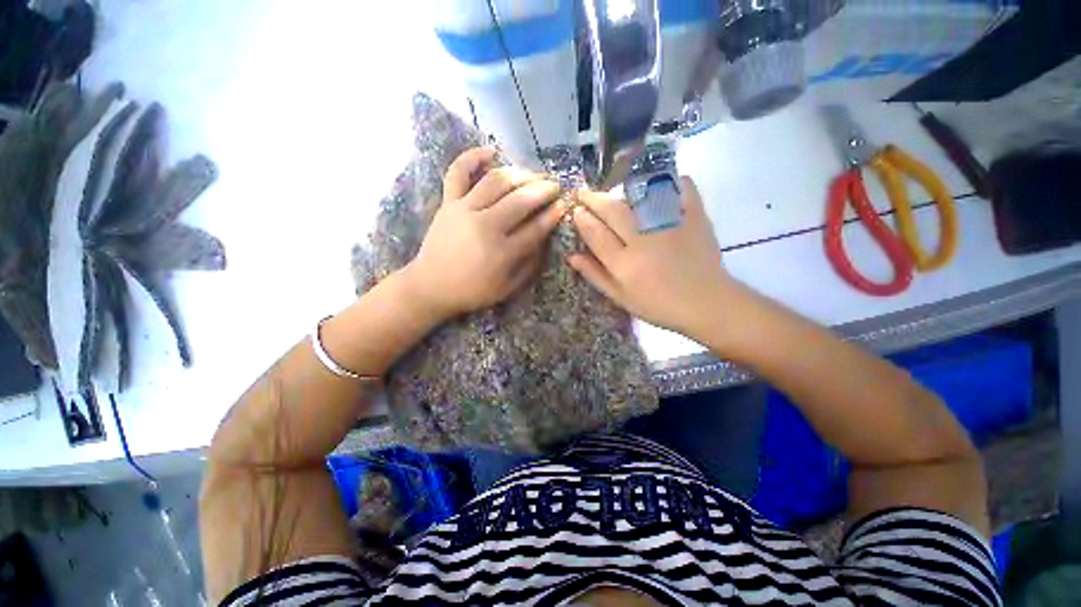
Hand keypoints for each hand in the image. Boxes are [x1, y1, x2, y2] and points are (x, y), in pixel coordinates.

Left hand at [401, 148, 563, 320]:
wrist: (431, 286)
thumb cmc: (472, 290)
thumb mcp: (507, 288)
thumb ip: (529, 265)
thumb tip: (545, 240)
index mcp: (502, 252)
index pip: (535, 228)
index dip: (553, 215)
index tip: (564, 205)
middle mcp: (485, 226)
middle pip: (520, 200)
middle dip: (543, 189)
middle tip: (554, 186)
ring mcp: (464, 210)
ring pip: (496, 181)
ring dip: (520, 173)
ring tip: (533, 174)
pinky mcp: (448, 203)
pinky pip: (457, 173)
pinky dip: (471, 157)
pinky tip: (490, 151)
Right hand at [568, 178, 734, 335]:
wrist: (706, 304)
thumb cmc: (658, 306)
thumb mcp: (621, 297)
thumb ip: (596, 275)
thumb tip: (572, 256)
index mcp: (625, 265)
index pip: (596, 234)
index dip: (583, 219)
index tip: (576, 210)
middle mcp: (643, 241)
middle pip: (613, 211)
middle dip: (594, 199)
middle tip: (583, 193)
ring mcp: (670, 226)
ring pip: (639, 197)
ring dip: (621, 190)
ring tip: (611, 189)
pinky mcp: (694, 217)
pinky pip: (681, 188)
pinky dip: (670, 180)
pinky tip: (658, 183)